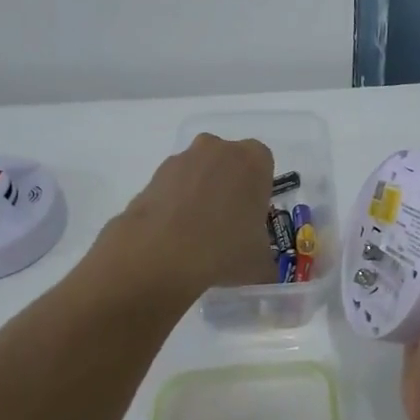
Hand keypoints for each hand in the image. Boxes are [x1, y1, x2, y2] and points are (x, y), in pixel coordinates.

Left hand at [104, 133, 277, 300]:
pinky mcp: (153, 175)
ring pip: (198, 172)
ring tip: (196, 234)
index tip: (252, 216)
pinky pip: (172, 186)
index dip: (258, 190)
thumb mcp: (260, 264)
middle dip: (228, 186)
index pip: (263, 164)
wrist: (162, 253)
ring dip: (200, 193)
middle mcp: (219, 149)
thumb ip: (265, 261)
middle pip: (228, 162)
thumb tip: (262, 270)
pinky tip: (174, 235)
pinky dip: (174, 204)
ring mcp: (182, 159)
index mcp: (253, 160)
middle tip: (227, 223)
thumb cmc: (225, 248)